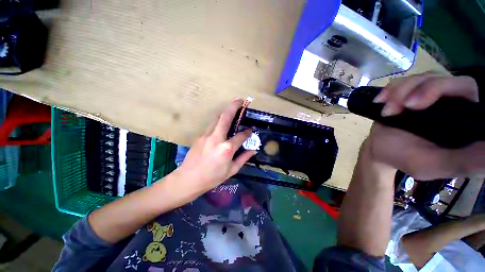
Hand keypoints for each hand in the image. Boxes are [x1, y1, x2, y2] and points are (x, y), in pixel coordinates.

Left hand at [171, 99, 255, 196]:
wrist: (188, 179)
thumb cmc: (212, 177)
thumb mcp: (231, 170)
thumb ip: (243, 158)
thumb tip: (253, 150)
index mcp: (227, 149)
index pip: (241, 136)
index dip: (247, 132)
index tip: (250, 130)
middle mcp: (216, 138)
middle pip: (225, 117)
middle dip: (233, 106)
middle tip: (240, 100)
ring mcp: (206, 135)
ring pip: (216, 119)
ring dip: (225, 112)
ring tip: (232, 109)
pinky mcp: (200, 136)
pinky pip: (211, 126)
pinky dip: (218, 123)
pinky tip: (221, 127)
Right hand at [366, 74, 484, 179]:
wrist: (380, 150)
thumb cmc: (407, 159)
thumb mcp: (437, 165)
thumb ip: (467, 161)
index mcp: (465, 118)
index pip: (466, 88)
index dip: (443, 88)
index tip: (416, 106)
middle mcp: (451, 101)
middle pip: (443, 77)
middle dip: (419, 89)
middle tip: (402, 106)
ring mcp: (429, 94)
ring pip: (421, 76)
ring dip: (399, 92)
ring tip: (386, 112)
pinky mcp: (411, 92)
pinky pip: (402, 80)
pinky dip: (389, 89)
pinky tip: (380, 101)